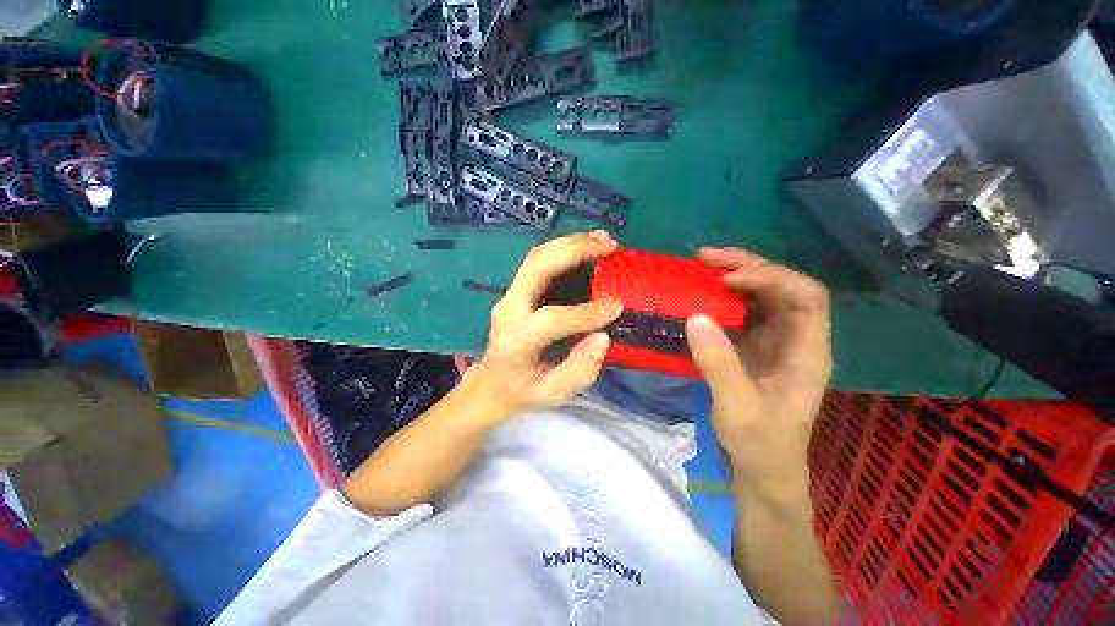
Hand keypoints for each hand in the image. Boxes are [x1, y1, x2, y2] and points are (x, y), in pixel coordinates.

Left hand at [466, 231, 623, 421]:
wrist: (490, 384)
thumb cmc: (523, 392)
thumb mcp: (553, 394)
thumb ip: (578, 371)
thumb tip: (602, 337)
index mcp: (516, 341)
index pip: (549, 319)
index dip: (584, 312)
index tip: (617, 306)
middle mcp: (509, 310)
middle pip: (536, 268)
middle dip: (574, 250)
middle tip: (610, 245)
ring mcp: (510, 296)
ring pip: (537, 257)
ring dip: (571, 243)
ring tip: (605, 240)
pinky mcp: (517, 289)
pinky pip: (539, 260)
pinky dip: (565, 248)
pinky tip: (589, 246)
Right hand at [685, 247, 831, 504]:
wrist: (766, 474)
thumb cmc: (762, 446)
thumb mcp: (739, 409)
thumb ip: (719, 364)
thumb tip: (695, 316)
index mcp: (810, 352)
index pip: (807, 296)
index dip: (774, 278)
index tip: (733, 280)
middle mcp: (801, 339)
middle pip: (785, 286)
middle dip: (750, 267)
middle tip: (706, 258)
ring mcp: (783, 343)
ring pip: (767, 295)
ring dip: (737, 277)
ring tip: (702, 268)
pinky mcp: (764, 350)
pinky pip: (750, 313)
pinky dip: (729, 300)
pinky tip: (705, 296)